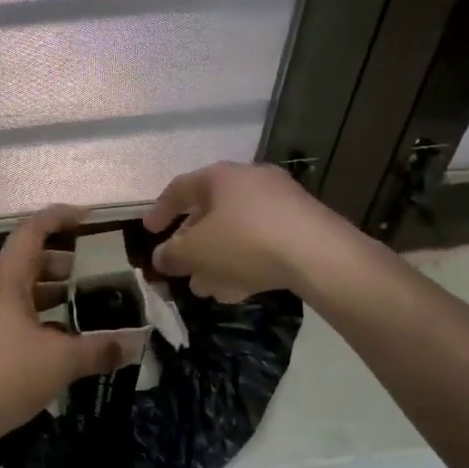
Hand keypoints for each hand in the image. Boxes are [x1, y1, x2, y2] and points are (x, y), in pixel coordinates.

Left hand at [0, 206, 134, 448]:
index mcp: (5, 281)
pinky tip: (62, 337)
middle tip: (95, 269)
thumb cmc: (6, 375)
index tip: (88, 218)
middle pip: (27, 260)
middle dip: (62, 259)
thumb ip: (100, 349)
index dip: (59, 218)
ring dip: (51, 290)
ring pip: (20, 289)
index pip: (31, 231)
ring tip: (85, 301)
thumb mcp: (61, 361)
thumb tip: (137, 343)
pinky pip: (14, 313)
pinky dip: (39, 314)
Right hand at [143, 161, 355, 301]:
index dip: (160, 211)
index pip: (180, 188)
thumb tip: (160, 257)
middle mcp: (249, 181)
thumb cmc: (245, 241)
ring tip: (206, 288)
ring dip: (217, 259)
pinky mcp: (301, 226)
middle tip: (182, 268)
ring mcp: (280, 202)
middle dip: (193, 245)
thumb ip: (173, 254)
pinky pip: (261, 242)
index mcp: (220, 177)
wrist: (319, 254)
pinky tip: (237, 291)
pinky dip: (244, 262)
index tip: (149, 232)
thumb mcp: (198, 251)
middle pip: (211, 212)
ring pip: (237, 231)